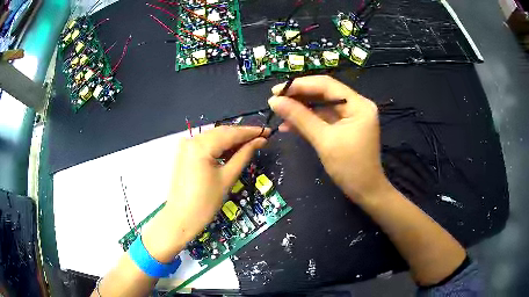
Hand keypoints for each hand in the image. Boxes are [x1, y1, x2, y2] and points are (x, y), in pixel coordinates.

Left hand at [142, 126, 267, 261]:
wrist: (181, 218)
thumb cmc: (205, 202)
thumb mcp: (227, 178)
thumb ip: (244, 155)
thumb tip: (260, 141)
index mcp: (201, 145)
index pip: (230, 133)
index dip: (251, 132)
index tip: (268, 131)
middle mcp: (192, 140)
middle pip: (222, 132)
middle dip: (242, 135)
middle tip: (261, 138)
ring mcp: (186, 145)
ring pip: (214, 137)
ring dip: (231, 140)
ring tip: (250, 145)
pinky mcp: (185, 153)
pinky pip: (206, 144)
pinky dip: (220, 146)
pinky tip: (232, 151)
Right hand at [268, 75, 386, 202]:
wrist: (365, 192)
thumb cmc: (349, 167)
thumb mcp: (324, 140)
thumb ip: (300, 118)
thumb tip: (274, 101)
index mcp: (358, 104)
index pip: (326, 85)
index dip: (300, 85)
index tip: (277, 90)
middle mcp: (356, 105)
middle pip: (324, 93)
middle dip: (299, 96)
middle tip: (275, 100)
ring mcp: (351, 116)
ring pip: (322, 106)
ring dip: (301, 110)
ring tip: (279, 113)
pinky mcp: (345, 127)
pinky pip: (324, 119)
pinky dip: (308, 121)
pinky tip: (289, 125)